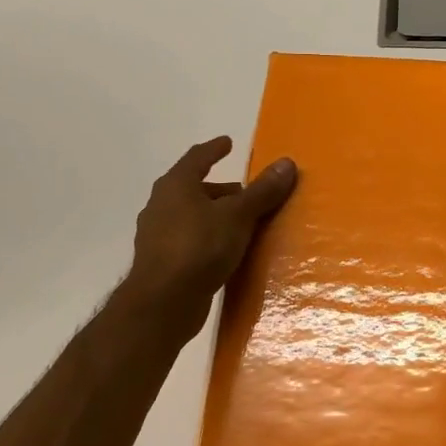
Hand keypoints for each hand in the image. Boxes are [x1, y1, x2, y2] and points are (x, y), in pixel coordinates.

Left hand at [122, 136, 297, 339]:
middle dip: (221, 189)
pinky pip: (191, 240)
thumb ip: (262, 191)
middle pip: (194, 188)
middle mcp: (161, 205)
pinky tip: (227, 251)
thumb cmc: (199, 247)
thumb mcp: (238, 215)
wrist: (163, 302)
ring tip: (242, 224)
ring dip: (215, 216)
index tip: (228, 143)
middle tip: (247, 194)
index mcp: (176, 185)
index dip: (214, 149)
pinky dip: (209, 238)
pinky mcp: (163, 263)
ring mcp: (158, 236)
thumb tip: (287, 163)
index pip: (197, 158)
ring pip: (192, 216)